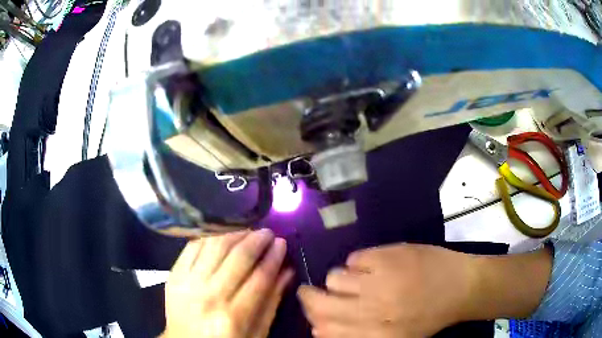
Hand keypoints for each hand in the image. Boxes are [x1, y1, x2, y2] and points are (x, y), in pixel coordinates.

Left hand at [163, 229, 293, 337]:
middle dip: (257, 240)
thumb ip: (271, 302)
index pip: (260, 277)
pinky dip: (210, 236)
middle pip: (238, 257)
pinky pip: (192, 246)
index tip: (282, 242)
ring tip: (247, 231)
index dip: (274, 257)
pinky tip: (222, 235)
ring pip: (215, 246)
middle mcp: (210, 295)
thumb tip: (286, 271)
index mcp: (233, 316)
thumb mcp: (255, 333)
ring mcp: (188, 282)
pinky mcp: (174, 274)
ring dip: (235, 233)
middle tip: (267, 233)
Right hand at [297, 244, 475, 337]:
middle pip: (319, 303)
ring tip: (358, 279)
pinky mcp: (387, 256)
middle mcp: (370, 311)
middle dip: (309, 297)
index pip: (323, 330)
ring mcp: (378, 281)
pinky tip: (376, 266)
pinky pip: (355, 258)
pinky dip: (360, 263)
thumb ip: (357, 335)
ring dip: (341, 279)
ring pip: (334, 277)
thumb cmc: (429, 317)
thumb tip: (321, 328)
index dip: (314, 321)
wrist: (461, 287)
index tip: (316, 316)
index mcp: (373, 334)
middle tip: (313, 292)